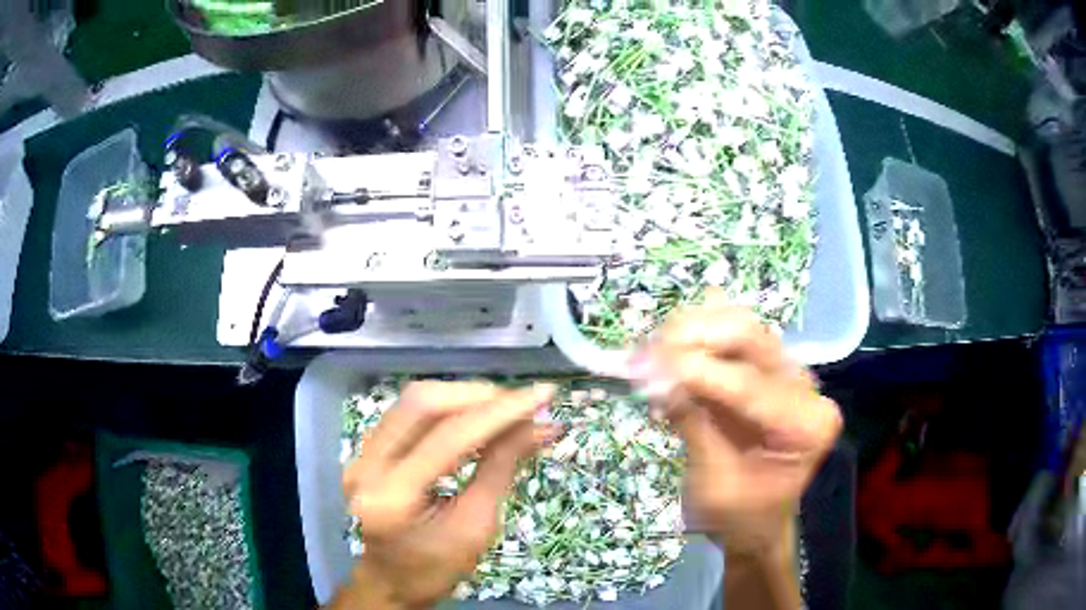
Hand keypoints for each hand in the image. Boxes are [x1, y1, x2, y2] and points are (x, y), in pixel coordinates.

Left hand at [332, 381, 560, 609]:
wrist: (391, 582)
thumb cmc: (436, 568)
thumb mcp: (476, 526)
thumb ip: (501, 468)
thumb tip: (540, 425)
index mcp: (393, 496)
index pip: (449, 438)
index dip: (500, 412)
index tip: (543, 395)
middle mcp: (366, 465)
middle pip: (422, 404)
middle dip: (479, 396)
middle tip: (522, 403)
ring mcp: (360, 454)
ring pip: (413, 401)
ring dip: (464, 397)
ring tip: (505, 408)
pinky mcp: (366, 449)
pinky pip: (408, 413)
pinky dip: (447, 408)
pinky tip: (475, 415)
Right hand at [637, 291, 841, 560]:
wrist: (756, 522)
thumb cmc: (739, 515)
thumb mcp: (714, 484)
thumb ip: (694, 426)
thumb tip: (655, 378)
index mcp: (807, 424)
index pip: (750, 384)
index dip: (696, 372)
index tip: (644, 369)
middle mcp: (805, 387)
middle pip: (749, 337)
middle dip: (694, 338)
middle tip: (644, 354)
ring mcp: (787, 371)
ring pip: (739, 325)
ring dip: (691, 330)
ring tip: (650, 353)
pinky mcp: (766, 366)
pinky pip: (731, 333)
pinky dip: (697, 334)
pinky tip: (669, 351)